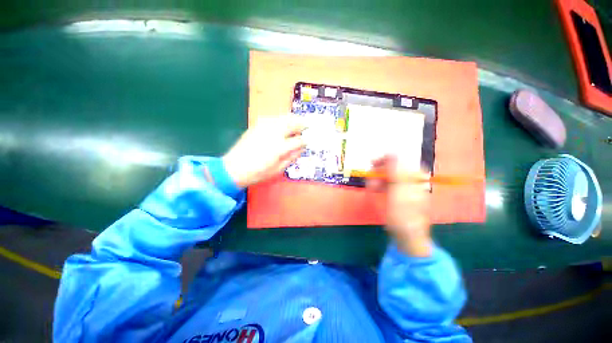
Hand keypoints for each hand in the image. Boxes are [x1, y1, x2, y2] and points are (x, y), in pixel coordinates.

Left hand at [223, 116, 306, 187]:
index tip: (310, 140)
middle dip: (303, 124)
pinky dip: (282, 119)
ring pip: (284, 117)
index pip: (299, 140)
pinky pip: (274, 118)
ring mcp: (265, 127)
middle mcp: (274, 133)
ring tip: (299, 122)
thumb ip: (292, 157)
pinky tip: (284, 123)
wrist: (234, 168)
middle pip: (293, 123)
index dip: (306, 140)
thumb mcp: (278, 169)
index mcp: (280, 147)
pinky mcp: (258, 125)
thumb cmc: (258, 172)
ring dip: (293, 119)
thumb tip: (301, 148)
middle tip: (308, 126)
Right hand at [368, 156, 432, 256]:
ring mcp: (402, 184)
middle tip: (371, 182)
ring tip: (373, 189)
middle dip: (378, 173)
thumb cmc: (404, 214)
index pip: (399, 159)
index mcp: (415, 175)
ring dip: (376, 180)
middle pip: (390, 166)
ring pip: (385, 174)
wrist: (406, 233)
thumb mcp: (400, 192)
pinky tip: (375, 190)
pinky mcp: (395, 190)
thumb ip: (396, 172)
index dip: (385, 160)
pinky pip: (384, 182)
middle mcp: (409, 177)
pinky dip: (377, 185)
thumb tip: (392, 152)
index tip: (372, 163)